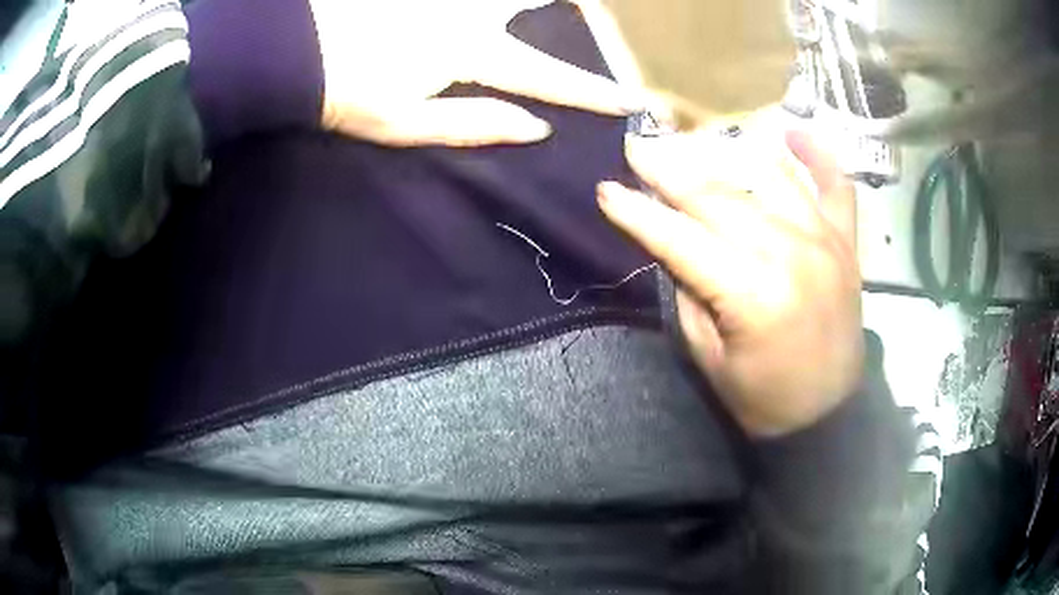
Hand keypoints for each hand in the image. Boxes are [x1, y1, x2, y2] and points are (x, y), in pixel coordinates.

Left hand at [307, 0, 643, 146]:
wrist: (292, 54)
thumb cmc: (346, 95)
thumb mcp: (406, 124)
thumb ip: (474, 124)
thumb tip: (536, 127)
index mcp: (470, 51)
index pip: (544, 75)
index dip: (588, 91)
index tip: (627, 100)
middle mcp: (468, 9)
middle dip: (574, 4)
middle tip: (594, 10)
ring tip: (562, 7)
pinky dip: (494, 3)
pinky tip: (500, 7)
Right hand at [598, 126, 863, 436]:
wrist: (826, 415)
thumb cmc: (762, 398)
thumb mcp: (709, 356)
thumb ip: (690, 291)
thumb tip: (672, 240)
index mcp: (752, 294)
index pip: (681, 239)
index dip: (639, 213)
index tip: (606, 189)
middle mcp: (791, 253)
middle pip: (720, 198)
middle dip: (670, 171)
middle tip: (638, 147)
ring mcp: (825, 241)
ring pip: (769, 179)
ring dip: (726, 154)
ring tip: (691, 139)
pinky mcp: (845, 243)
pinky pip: (836, 186)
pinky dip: (818, 156)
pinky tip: (793, 132)